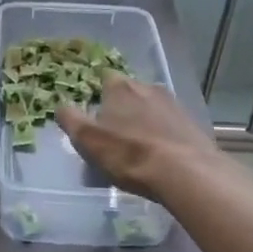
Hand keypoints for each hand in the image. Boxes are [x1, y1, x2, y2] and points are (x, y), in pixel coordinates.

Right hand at [57, 74, 231, 201]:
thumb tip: (61, 106)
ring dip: (143, 122)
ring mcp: (172, 103)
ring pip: (150, 108)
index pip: (104, 79)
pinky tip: (160, 156)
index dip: (97, 96)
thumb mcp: (87, 140)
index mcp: (120, 86)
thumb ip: (70, 119)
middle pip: (128, 93)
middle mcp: (147, 86)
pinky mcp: (191, 122)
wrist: (186, 172)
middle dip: (121, 110)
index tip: (94, 116)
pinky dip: (162, 135)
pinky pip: (169, 124)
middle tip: (113, 137)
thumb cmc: (129, 154)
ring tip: (138, 150)